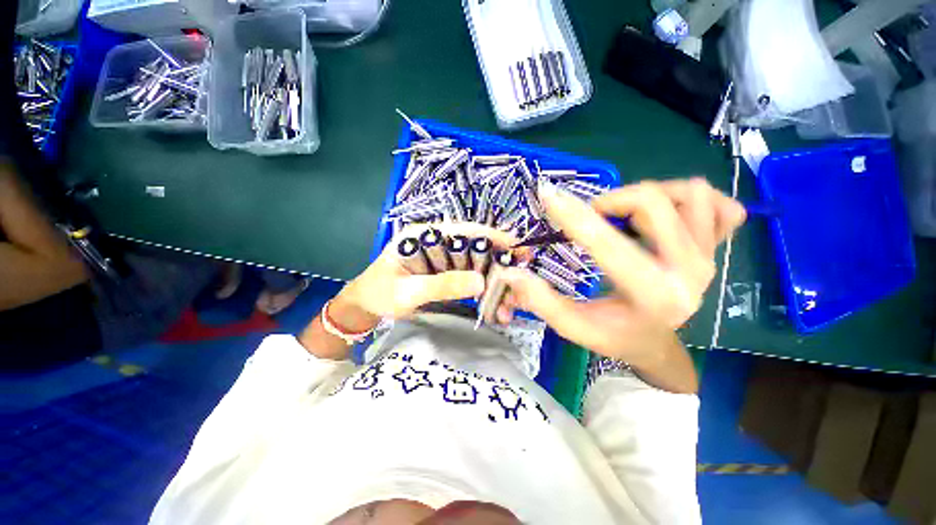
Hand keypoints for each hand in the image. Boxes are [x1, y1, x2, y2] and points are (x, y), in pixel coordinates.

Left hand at [338, 222, 518, 319]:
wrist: (365, 306)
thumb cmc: (379, 294)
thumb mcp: (407, 292)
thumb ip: (441, 285)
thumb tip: (480, 282)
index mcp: (423, 235)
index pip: (463, 230)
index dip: (491, 236)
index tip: (516, 245)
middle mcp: (435, 240)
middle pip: (473, 245)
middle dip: (497, 258)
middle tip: (521, 270)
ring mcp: (440, 255)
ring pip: (473, 260)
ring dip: (491, 273)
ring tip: (510, 287)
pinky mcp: (442, 269)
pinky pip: (466, 272)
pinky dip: (480, 282)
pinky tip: (492, 292)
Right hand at [500, 178, 745, 364]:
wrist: (654, 343)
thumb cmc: (612, 336)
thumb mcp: (573, 326)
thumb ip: (541, 301)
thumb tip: (511, 273)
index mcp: (651, 296)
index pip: (607, 244)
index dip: (572, 216)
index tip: (547, 195)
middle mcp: (690, 273)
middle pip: (652, 202)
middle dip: (610, 201)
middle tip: (591, 217)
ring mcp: (710, 259)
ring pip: (691, 194)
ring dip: (649, 196)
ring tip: (625, 217)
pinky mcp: (717, 250)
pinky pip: (721, 207)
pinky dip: (693, 201)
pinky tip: (669, 217)